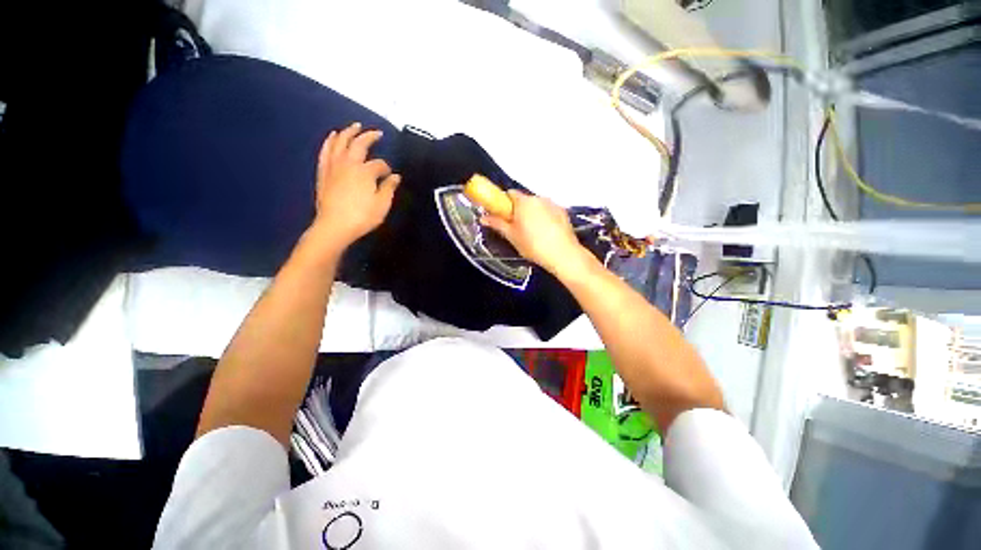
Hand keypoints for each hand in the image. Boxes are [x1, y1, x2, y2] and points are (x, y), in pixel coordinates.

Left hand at [309, 122, 400, 253]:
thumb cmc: (362, 216)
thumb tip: (396, 176)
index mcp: (365, 171)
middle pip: (359, 144)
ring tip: (354, 126)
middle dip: (369, 136)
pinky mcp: (324, 172)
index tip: (390, 176)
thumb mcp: (382, 204)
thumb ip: (389, 188)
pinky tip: (333, 136)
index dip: (387, 168)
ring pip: (340, 143)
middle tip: (377, 132)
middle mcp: (348, 163)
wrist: (334, 226)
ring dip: (348, 132)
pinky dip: (330, 141)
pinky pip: (326, 151)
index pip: (379, 164)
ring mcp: (334, 166)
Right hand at [480, 190, 592, 276]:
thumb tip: (484, 218)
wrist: (563, 255)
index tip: (502, 216)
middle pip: (524, 200)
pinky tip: (546, 234)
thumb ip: (497, 224)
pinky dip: (545, 218)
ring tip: (533, 233)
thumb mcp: (511, 236)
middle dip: (518, 211)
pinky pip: (549, 211)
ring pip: (537, 206)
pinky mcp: (563, 212)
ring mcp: (553, 204)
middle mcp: (539, 198)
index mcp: (524, 202)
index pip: (509, 194)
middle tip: (516, 229)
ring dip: (532, 214)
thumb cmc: (533, 245)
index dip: (503, 204)